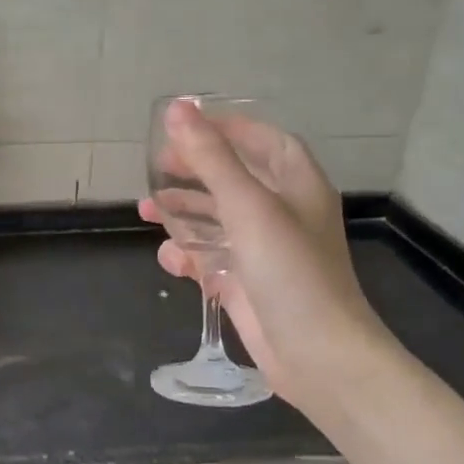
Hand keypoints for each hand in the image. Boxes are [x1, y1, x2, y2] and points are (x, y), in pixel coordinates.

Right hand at [140, 102, 388, 404]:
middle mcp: (282, 214)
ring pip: (217, 220)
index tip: (184, 124)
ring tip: (147, 210)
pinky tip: (168, 259)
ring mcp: (264, 252)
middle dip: (194, 172)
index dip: (227, 128)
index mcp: (297, 185)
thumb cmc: (290, 270)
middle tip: (156, 168)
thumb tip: (177, 108)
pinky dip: (189, 256)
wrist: (317, 355)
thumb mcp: (248, 206)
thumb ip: (211, 158)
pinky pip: (212, 260)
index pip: (263, 141)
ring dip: (183, 214)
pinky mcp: (247, 285)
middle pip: (234, 179)